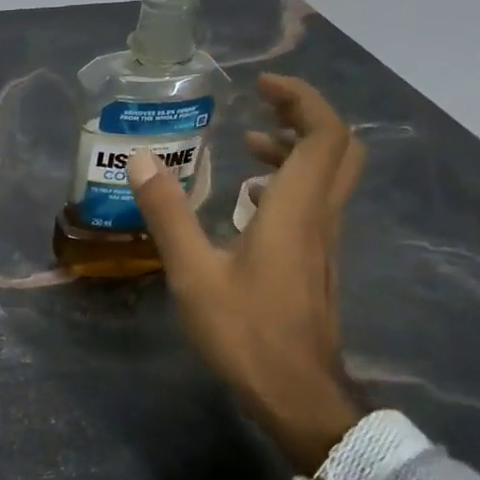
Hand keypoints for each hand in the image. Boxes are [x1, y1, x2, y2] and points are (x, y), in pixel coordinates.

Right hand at [127, 74, 365, 474]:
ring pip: (329, 177)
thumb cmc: (245, 331)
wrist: (295, 394)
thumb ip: (168, 213)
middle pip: (338, 148)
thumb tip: (141, 160)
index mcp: (295, 209)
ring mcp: (324, 242)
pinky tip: (249, 203)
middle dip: (305, 116)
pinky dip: (289, 183)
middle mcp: (320, 217)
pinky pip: (315, 204)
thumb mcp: (193, 272)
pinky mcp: (317, 264)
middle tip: (262, 106)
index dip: (300, 98)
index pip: (323, 133)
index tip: (261, 86)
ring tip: (248, 143)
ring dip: (296, 149)